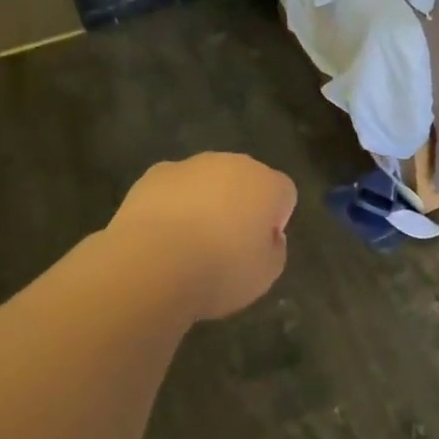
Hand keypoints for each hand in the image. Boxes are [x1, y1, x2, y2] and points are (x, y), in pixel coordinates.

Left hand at [106, 154, 297, 320]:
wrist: (153, 264)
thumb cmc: (221, 270)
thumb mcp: (266, 274)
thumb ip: (274, 249)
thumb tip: (267, 236)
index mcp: (268, 184)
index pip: (284, 195)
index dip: (275, 221)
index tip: (258, 247)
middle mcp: (234, 164)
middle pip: (246, 181)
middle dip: (240, 205)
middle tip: (226, 244)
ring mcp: (192, 165)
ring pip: (208, 180)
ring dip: (205, 202)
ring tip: (189, 243)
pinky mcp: (156, 174)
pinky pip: (174, 187)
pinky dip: (172, 204)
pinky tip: (161, 235)